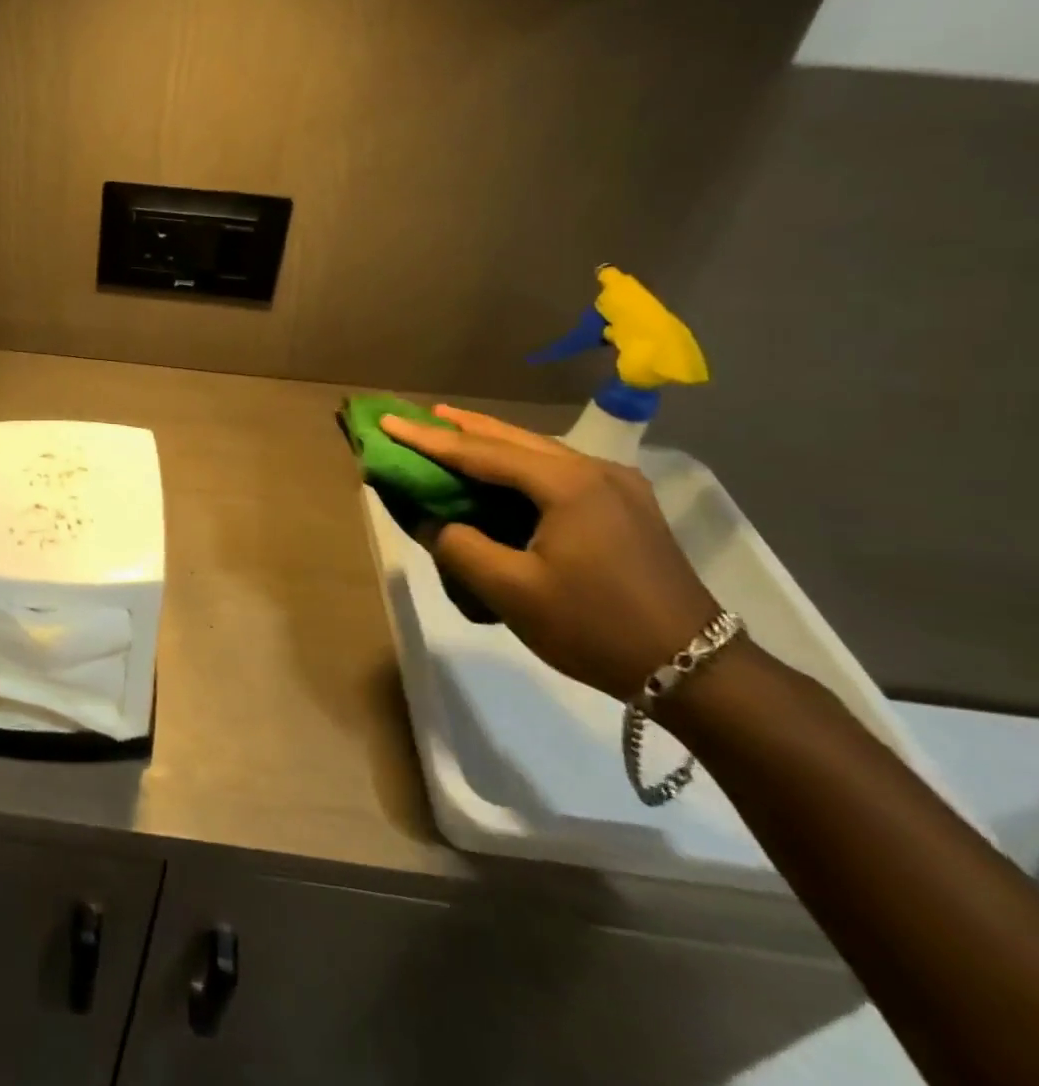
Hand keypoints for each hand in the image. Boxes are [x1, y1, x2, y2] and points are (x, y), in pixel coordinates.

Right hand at [379, 405, 718, 699]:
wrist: (697, 670)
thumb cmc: (596, 626)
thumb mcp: (512, 592)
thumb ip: (461, 548)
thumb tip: (436, 524)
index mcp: (567, 484)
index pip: (481, 453)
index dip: (428, 440)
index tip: (388, 421)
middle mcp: (595, 471)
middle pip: (514, 439)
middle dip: (462, 427)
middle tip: (420, 415)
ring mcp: (618, 487)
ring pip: (539, 451)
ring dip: (493, 442)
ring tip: (454, 430)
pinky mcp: (628, 508)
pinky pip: (559, 470)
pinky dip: (521, 463)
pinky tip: (508, 469)